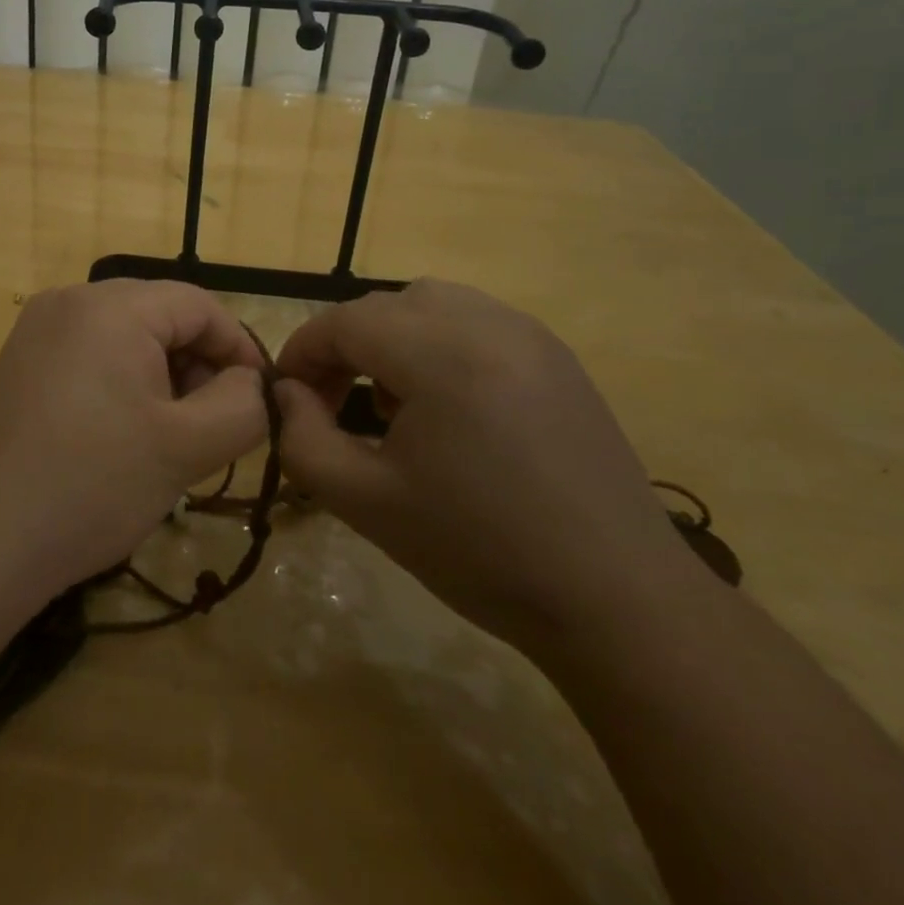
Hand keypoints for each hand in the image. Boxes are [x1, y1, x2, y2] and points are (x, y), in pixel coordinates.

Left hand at [0, 280, 269, 603]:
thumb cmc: (91, 486)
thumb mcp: (186, 449)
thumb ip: (242, 406)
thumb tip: (251, 382)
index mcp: (112, 306)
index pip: (200, 305)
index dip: (239, 348)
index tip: (258, 400)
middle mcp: (70, 300)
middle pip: (161, 316)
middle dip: (198, 365)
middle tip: (211, 426)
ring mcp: (37, 331)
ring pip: (126, 337)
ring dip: (162, 377)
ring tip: (169, 437)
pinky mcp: (19, 363)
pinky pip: (89, 355)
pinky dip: (122, 384)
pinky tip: (123, 436)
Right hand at [274, 279, 698, 653]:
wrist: (616, 600)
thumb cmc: (480, 552)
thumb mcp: (366, 502)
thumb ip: (304, 439)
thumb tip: (288, 393)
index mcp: (440, 354)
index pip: (344, 322)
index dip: (303, 352)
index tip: (287, 395)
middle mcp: (486, 323)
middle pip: (385, 306)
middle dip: (345, 345)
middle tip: (331, 403)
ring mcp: (529, 334)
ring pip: (431, 304)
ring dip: (392, 339)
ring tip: (392, 403)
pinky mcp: (556, 355)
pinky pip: (475, 322)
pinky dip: (439, 344)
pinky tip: (448, 406)